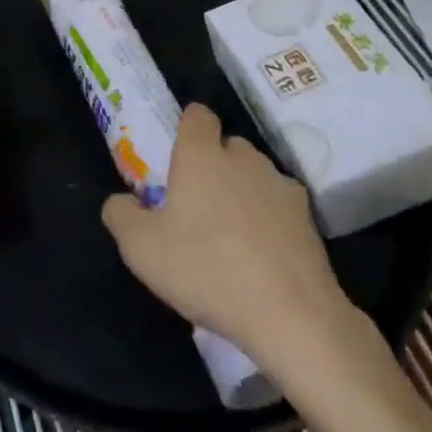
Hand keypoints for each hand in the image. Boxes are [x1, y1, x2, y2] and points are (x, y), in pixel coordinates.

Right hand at [101, 104, 359, 380]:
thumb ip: (120, 214)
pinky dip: (271, 223)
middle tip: (197, 206)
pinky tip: (262, 260)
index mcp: (201, 154)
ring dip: (243, 193)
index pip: (197, 114)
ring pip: (255, 176)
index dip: (187, 129)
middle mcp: (244, 159)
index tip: (177, 157)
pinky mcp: (310, 221)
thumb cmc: (206, 269)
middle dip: (214, 166)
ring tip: (231, 238)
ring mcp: (281, 187)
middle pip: (227, 146)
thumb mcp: (140, 248)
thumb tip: (123, 201)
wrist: (292, 317)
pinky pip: (280, 209)